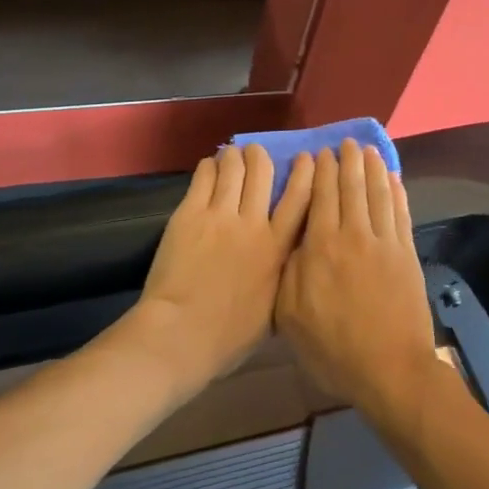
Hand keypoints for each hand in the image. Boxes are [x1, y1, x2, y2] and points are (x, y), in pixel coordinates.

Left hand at [133, 143, 313, 385]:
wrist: (182, 333)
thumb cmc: (229, 336)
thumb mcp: (274, 309)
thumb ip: (282, 276)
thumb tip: (287, 261)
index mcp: (278, 249)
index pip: (300, 199)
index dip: (305, 173)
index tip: (307, 159)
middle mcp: (253, 224)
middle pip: (263, 173)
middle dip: (261, 157)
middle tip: (257, 152)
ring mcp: (220, 215)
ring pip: (233, 168)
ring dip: (235, 156)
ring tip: (232, 153)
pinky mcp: (190, 213)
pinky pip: (204, 177)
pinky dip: (210, 166)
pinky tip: (210, 165)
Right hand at [276, 140, 438, 421]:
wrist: (390, 370)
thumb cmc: (333, 347)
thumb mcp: (290, 315)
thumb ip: (288, 271)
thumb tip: (290, 238)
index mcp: (320, 247)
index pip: (319, 196)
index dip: (319, 171)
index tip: (317, 153)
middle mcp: (353, 234)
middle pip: (350, 187)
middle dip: (346, 161)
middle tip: (343, 143)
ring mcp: (384, 243)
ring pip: (376, 193)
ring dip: (371, 168)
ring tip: (366, 149)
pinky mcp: (406, 254)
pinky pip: (400, 212)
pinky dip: (396, 191)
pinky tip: (392, 178)